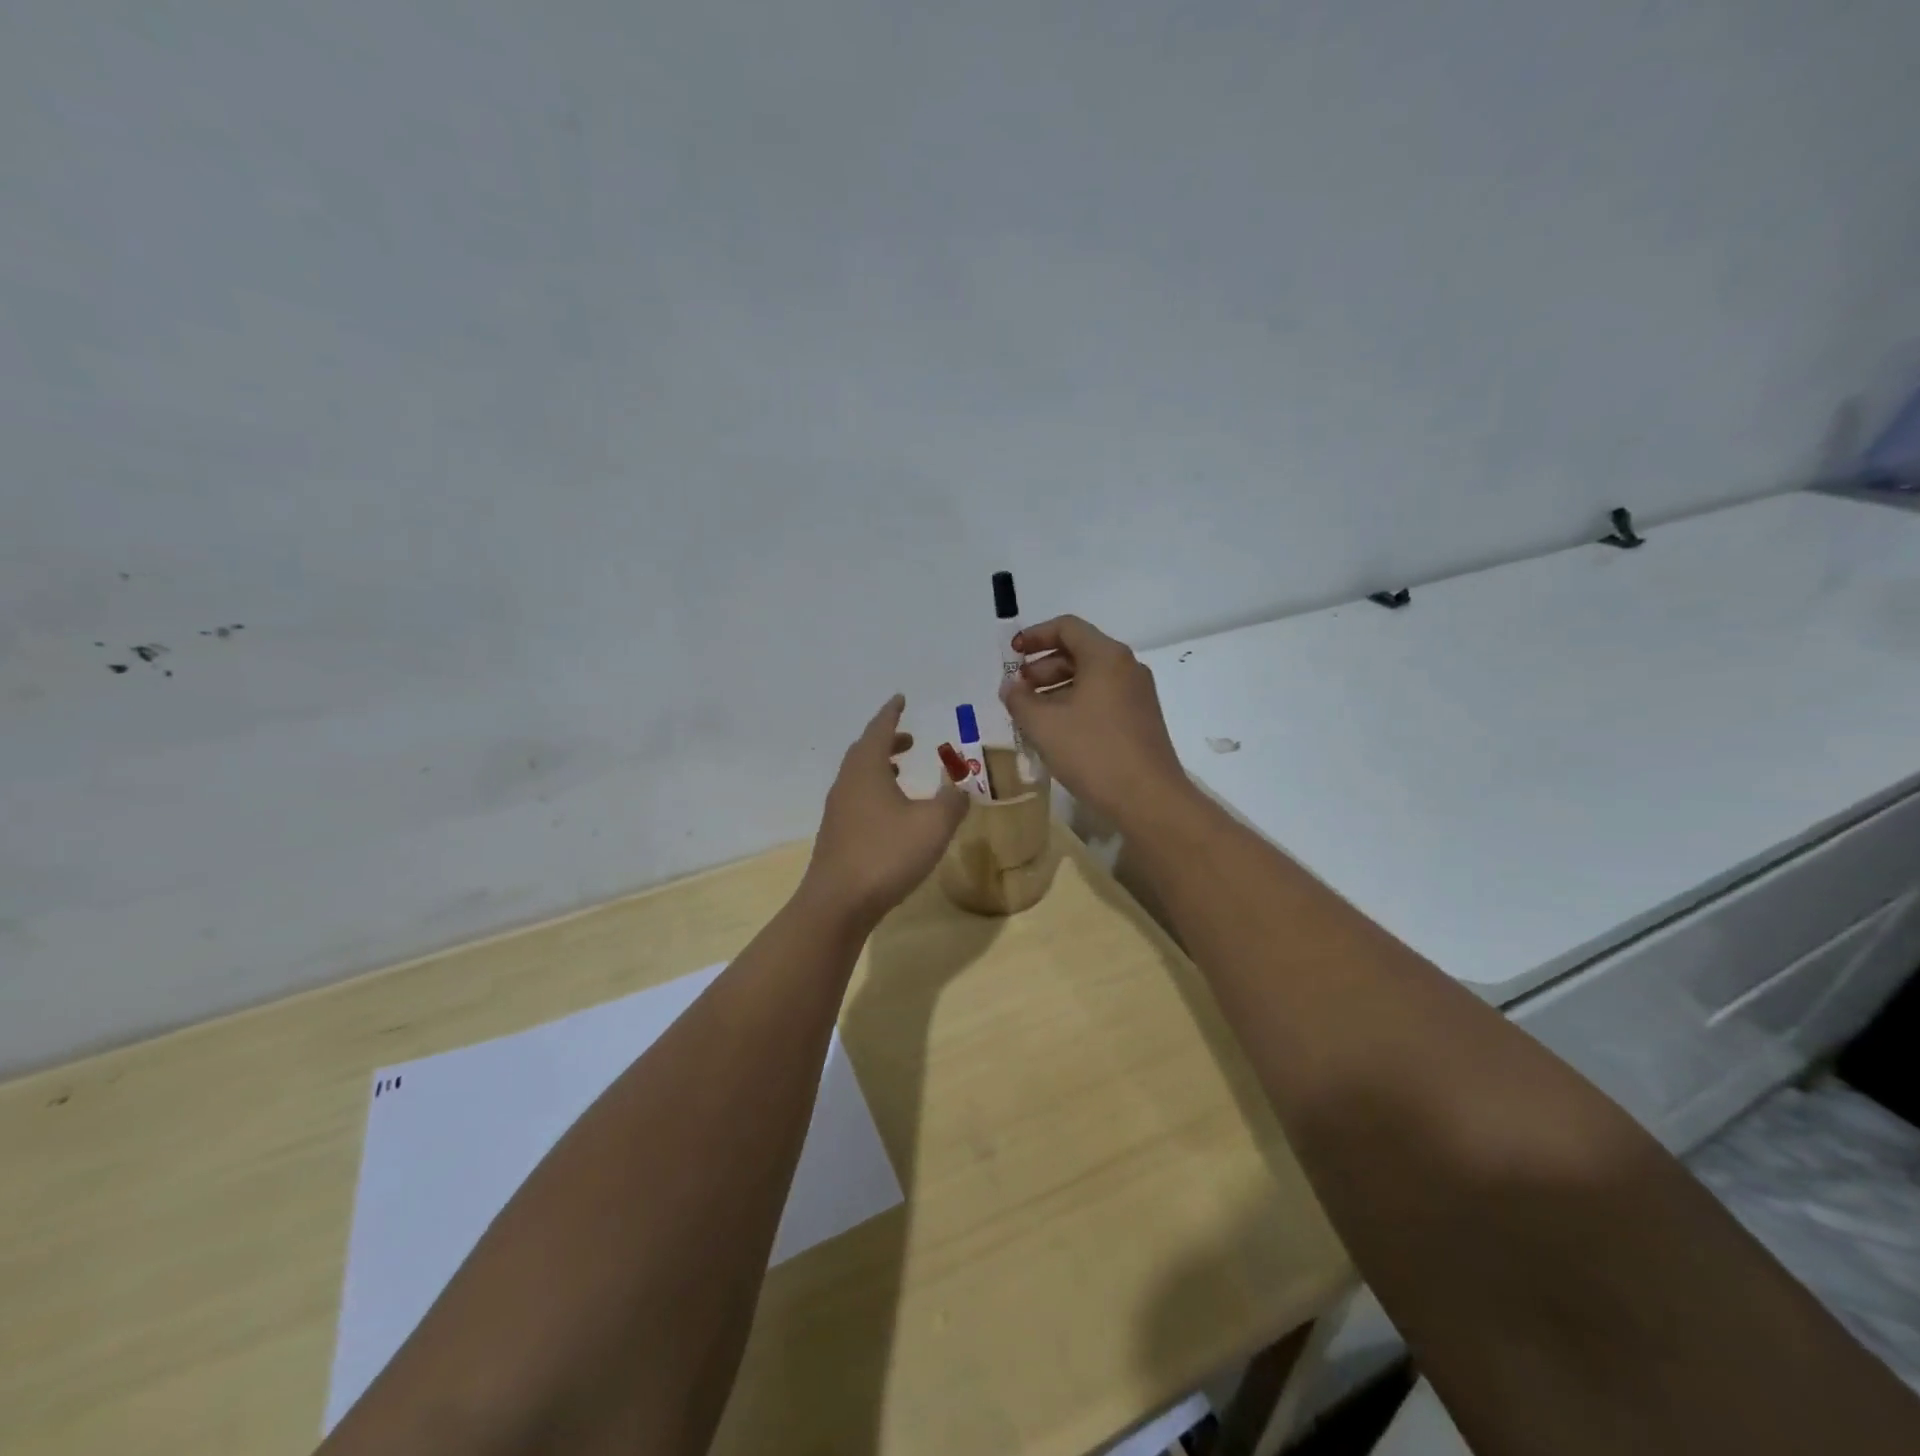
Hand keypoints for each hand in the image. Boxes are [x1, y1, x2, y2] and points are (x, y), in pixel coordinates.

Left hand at [802, 695, 969, 929]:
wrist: (839, 903)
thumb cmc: (886, 854)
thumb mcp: (933, 825)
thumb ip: (953, 801)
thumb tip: (961, 788)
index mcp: (866, 770)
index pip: (879, 730)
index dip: (891, 713)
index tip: (900, 699)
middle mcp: (847, 784)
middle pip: (864, 751)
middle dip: (887, 740)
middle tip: (909, 739)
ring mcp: (838, 811)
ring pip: (859, 777)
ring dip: (880, 767)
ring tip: (901, 771)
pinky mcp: (837, 836)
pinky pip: (857, 799)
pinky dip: (875, 792)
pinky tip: (891, 813)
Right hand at [999, 615, 1192, 826]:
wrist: (1148, 799)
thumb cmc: (1093, 752)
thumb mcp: (1043, 725)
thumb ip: (1019, 699)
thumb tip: (1010, 687)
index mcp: (1106, 657)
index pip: (1067, 627)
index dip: (1035, 636)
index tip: (1011, 655)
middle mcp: (1127, 667)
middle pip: (1079, 651)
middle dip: (1042, 667)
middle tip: (1018, 691)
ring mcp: (1138, 695)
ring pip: (1091, 678)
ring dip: (1057, 689)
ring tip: (1032, 715)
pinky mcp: (1141, 720)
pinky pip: (1103, 699)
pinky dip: (1076, 704)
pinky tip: (1058, 732)